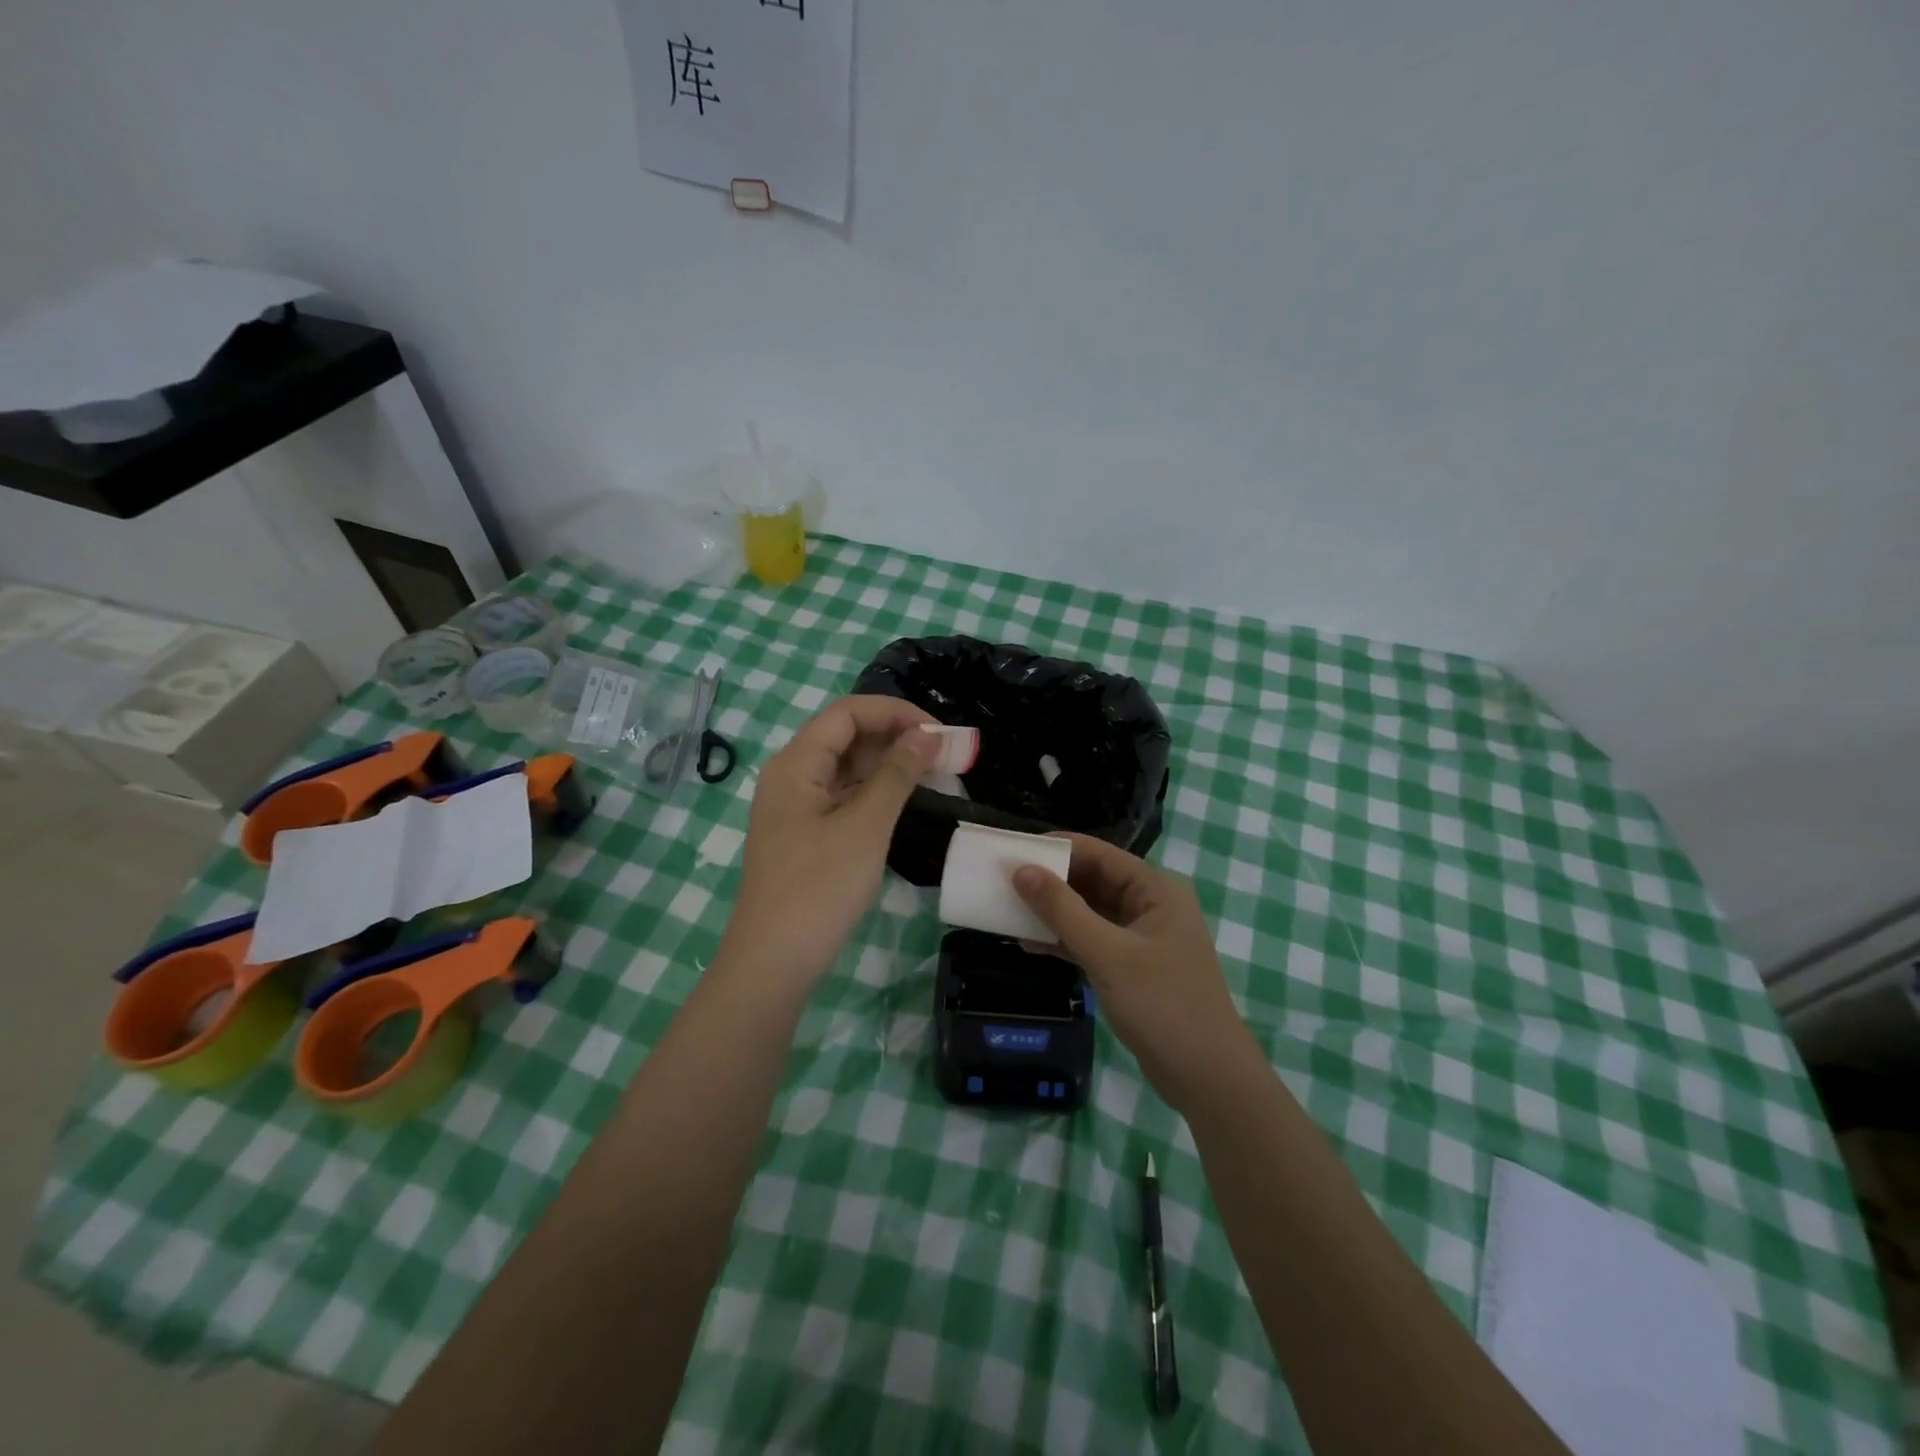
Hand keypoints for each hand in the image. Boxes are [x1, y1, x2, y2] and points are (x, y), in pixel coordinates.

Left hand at [723, 695, 939, 987]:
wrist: (774, 960)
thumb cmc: (820, 887)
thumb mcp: (866, 825)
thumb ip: (897, 773)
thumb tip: (928, 734)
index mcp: (796, 763)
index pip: (848, 713)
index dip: (895, 713)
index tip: (939, 732)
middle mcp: (791, 775)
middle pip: (845, 736)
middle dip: (896, 736)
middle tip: (945, 754)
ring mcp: (796, 806)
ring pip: (846, 767)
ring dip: (888, 764)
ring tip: (934, 773)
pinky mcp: (805, 832)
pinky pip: (842, 795)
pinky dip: (875, 791)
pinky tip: (904, 799)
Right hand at [1014, 834, 1254, 1108]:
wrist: (1208, 1078)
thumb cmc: (1162, 1006)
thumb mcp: (1107, 954)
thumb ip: (1062, 910)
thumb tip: (1021, 870)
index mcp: (1155, 889)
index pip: (1098, 853)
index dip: (1055, 849)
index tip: (1012, 851)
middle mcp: (1150, 905)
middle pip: (1092, 879)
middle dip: (1050, 881)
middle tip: (1002, 881)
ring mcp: (1141, 937)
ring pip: (1089, 911)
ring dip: (1052, 912)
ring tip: (1007, 909)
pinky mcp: (1131, 967)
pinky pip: (1091, 940)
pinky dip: (1063, 940)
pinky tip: (1028, 944)